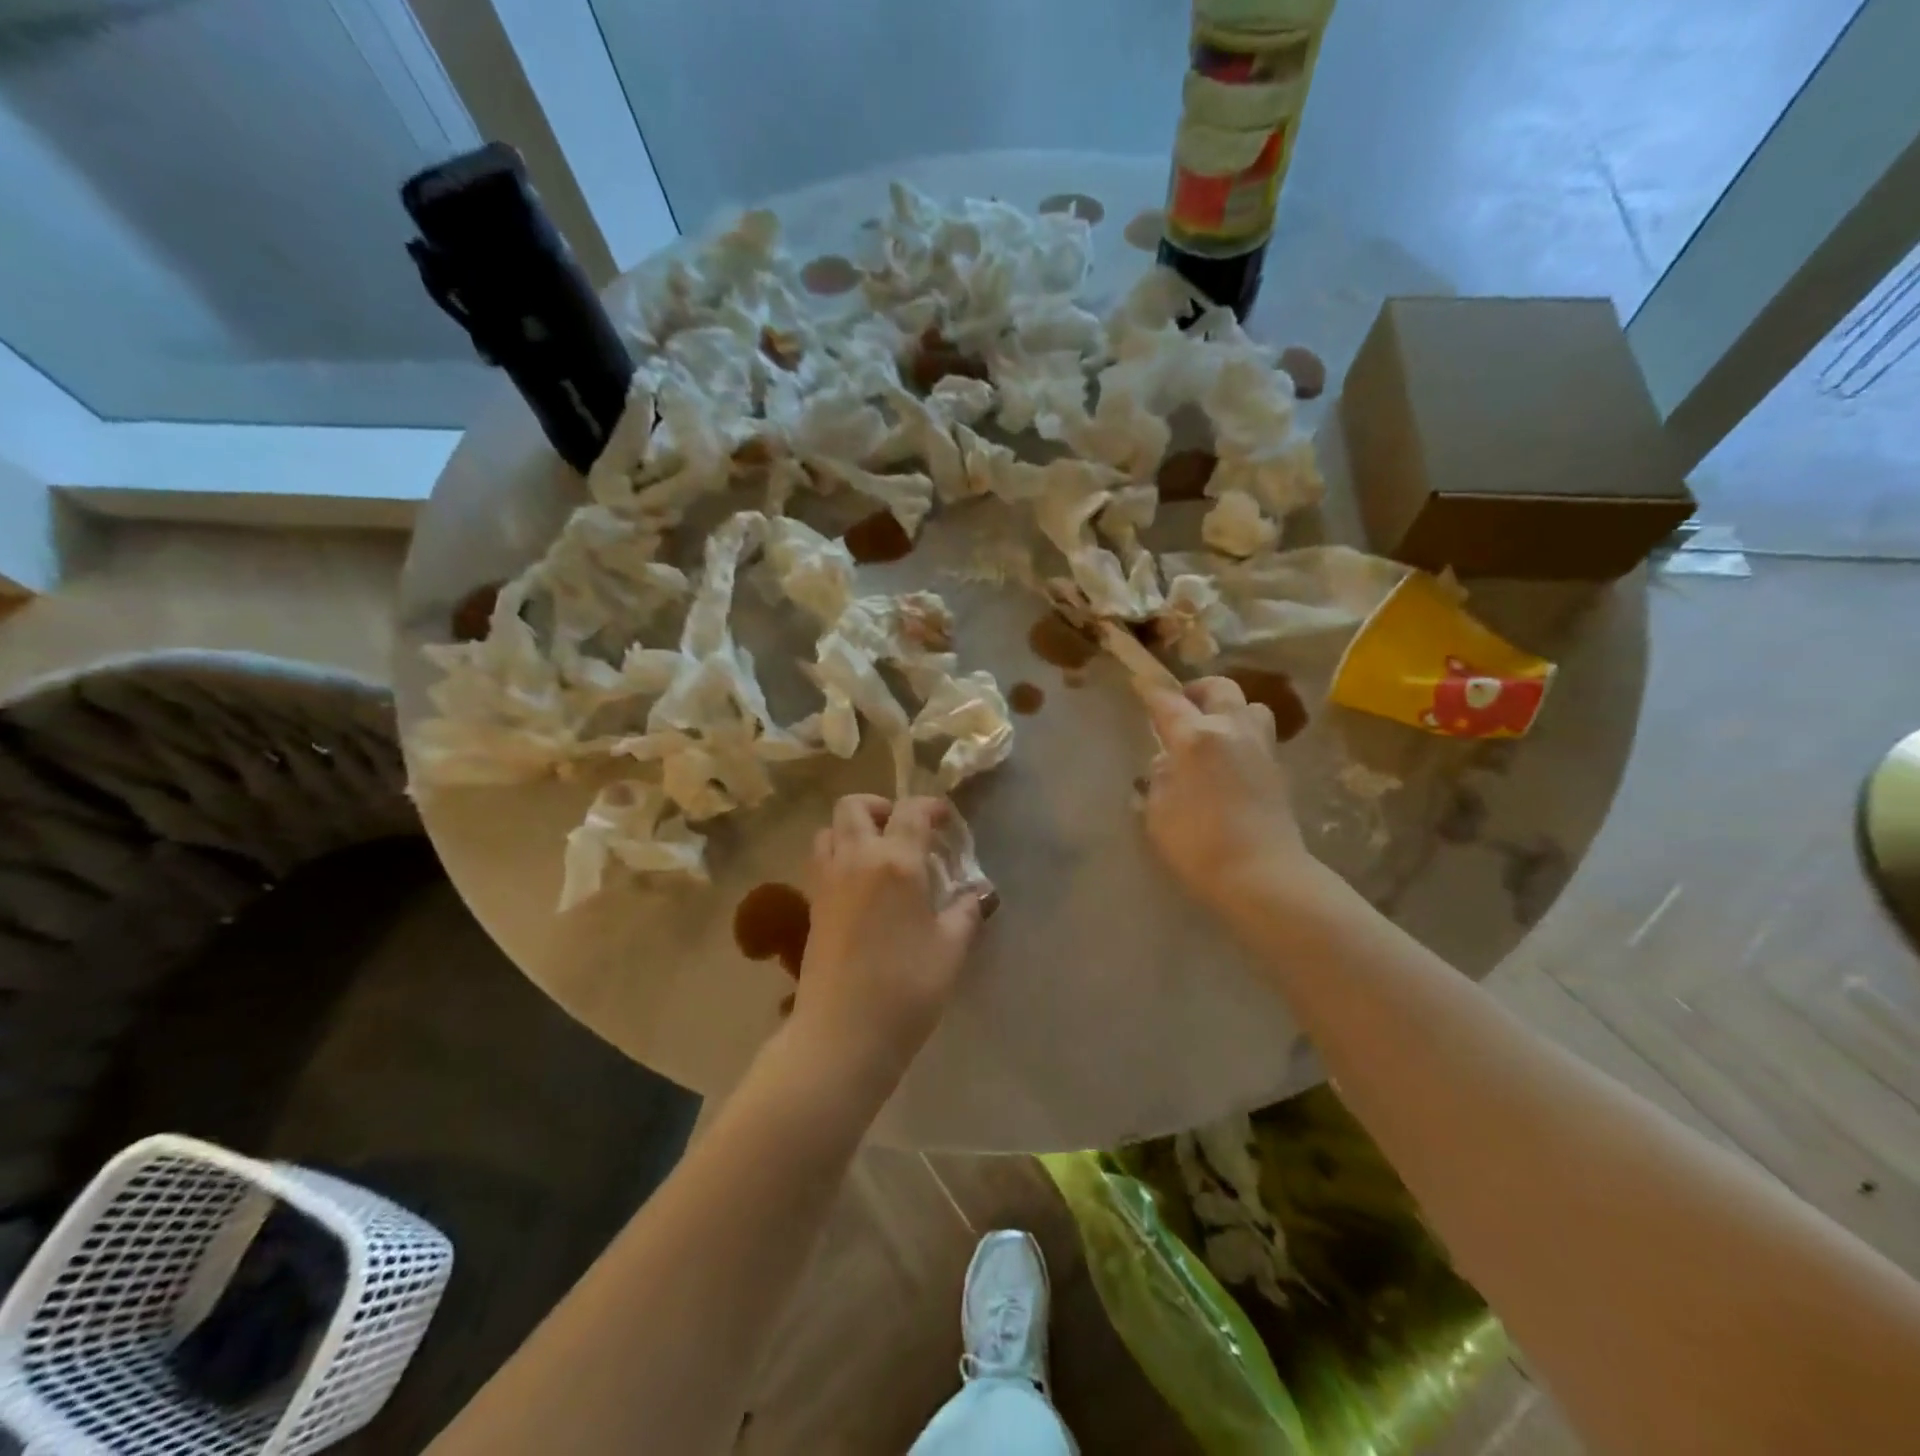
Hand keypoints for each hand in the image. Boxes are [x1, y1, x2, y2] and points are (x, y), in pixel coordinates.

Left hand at [792, 795, 986, 1084]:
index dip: (931, 807)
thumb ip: (965, 913)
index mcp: (895, 862)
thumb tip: (976, 895)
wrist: (842, 1034)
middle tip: (904, 829)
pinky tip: (861, 888)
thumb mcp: (950, 950)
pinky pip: (820, 862)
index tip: (945, 819)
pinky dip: (838, 857)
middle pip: (854, 806)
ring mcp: (827, 882)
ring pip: (829, 831)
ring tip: (878, 855)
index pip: (910, 812)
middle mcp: (855, 859)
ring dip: (852, 830)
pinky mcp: (811, 906)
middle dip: (881, 807)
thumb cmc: (906, 988)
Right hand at [1143, 677, 1309, 911]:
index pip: (1168, 701)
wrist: (1263, 874)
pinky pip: (1259, 735)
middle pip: (1219, 688)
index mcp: (1196, 737)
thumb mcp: (1158, 812)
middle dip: (1197, 690)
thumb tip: (1167, 763)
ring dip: (1229, 709)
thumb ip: (1159, 778)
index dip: (1150, 690)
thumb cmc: (1198, 845)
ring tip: (1212, 731)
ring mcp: (1260, 747)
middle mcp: (1231, 730)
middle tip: (1181, 708)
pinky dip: (1242, 736)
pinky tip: (1228, 760)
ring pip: (1249, 706)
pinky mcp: (1278, 768)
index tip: (1139, 683)